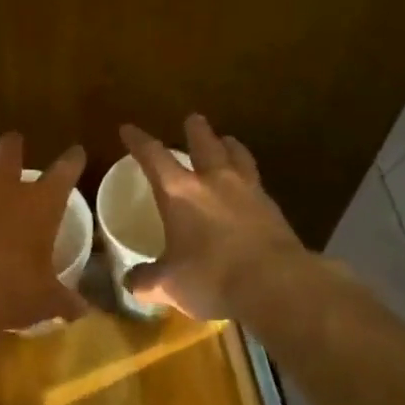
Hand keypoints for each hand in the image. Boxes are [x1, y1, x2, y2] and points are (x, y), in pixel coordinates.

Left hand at [0, 133, 88, 334]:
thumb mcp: (45, 300)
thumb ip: (64, 300)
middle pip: (7, 151)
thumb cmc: (12, 291)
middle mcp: (0, 191)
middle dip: (12, 146)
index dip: (72, 161)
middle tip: (13, 144)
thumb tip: (82, 311)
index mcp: (39, 205)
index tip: (76, 153)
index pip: (64, 172)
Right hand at [120, 115, 307, 320]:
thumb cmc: (212, 278)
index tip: (128, 129)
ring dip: (229, 145)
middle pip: (205, 143)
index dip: (138, 142)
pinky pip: (256, 182)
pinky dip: (248, 178)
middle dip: (196, 130)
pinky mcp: (273, 208)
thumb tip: (132, 281)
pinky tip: (248, 187)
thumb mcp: (168, 285)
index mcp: (180, 192)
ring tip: (227, 141)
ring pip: (238, 155)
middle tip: (193, 119)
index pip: (154, 156)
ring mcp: (248, 191)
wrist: (275, 284)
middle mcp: (214, 181)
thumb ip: (146, 280)